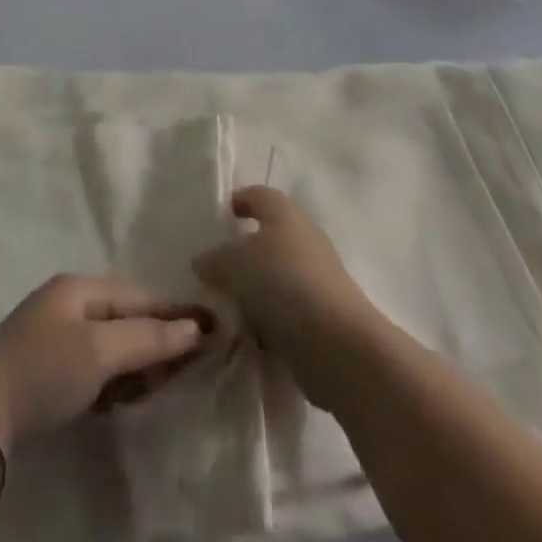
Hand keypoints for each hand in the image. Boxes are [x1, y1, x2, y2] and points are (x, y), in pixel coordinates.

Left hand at [0, 276, 208, 452]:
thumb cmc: (44, 370)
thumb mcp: (99, 351)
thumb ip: (147, 338)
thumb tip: (194, 327)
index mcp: (79, 288)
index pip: (139, 296)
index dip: (175, 313)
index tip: (213, 327)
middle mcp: (69, 304)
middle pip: (126, 319)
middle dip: (159, 340)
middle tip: (195, 364)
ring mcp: (56, 337)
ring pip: (112, 345)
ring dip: (140, 363)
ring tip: (168, 383)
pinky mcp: (49, 371)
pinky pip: (96, 367)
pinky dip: (116, 380)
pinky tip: (129, 397)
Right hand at [193, 186, 378, 403]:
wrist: (338, 346)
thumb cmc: (283, 284)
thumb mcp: (233, 264)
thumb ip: (214, 259)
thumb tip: (203, 261)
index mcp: (285, 214)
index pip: (260, 195)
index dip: (241, 200)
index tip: (223, 215)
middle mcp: (304, 240)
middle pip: (269, 238)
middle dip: (244, 253)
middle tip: (216, 270)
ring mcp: (317, 280)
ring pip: (277, 278)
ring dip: (255, 292)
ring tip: (226, 309)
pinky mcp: (323, 318)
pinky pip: (287, 313)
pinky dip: (269, 322)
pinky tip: (247, 338)